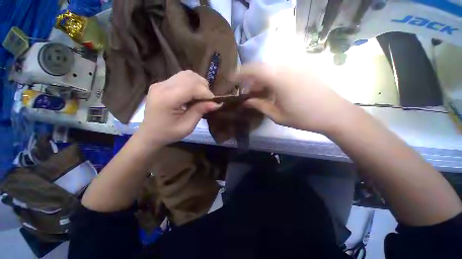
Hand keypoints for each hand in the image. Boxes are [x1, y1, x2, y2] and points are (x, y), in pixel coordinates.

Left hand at [137, 70, 220, 146]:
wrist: (149, 134)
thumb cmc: (168, 133)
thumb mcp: (187, 126)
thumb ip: (200, 111)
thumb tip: (216, 103)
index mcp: (167, 99)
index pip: (192, 87)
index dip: (207, 94)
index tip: (214, 103)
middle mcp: (162, 86)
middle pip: (190, 77)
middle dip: (204, 87)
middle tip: (207, 101)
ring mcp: (161, 83)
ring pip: (187, 74)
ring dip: (198, 84)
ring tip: (200, 97)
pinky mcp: (162, 83)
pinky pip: (182, 77)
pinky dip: (192, 84)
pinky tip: (192, 94)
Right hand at [234, 63, 358, 133]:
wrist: (334, 114)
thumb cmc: (303, 117)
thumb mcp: (277, 115)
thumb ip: (259, 105)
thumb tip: (246, 101)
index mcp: (278, 79)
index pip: (253, 70)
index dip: (239, 72)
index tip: (231, 78)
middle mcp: (286, 67)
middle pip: (261, 68)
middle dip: (250, 80)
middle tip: (247, 93)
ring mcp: (296, 66)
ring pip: (270, 69)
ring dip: (261, 80)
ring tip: (259, 93)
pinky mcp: (302, 69)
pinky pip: (281, 70)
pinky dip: (272, 78)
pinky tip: (272, 90)